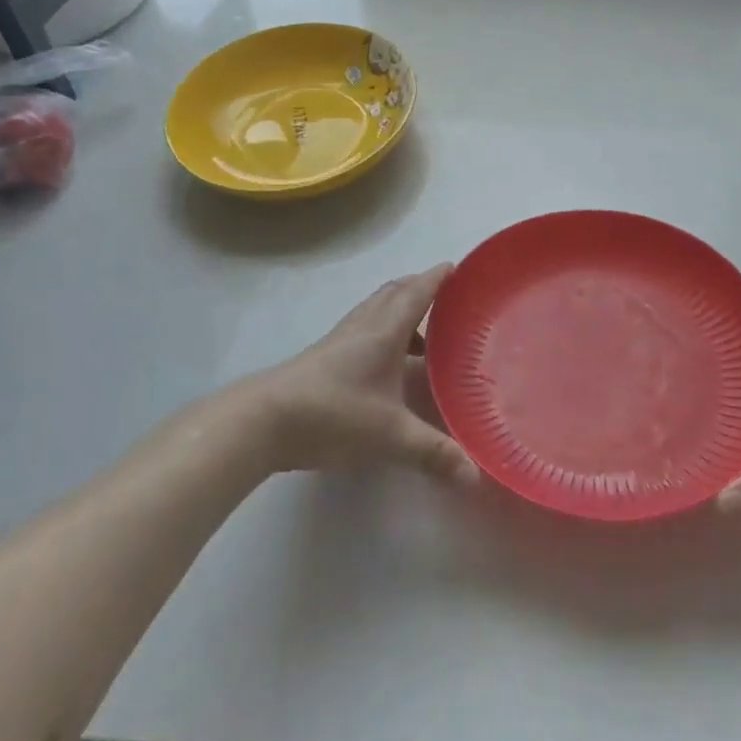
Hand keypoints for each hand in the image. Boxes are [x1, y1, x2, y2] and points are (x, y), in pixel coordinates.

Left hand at [254, 265, 478, 487]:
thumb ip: (433, 452)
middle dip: (420, 289)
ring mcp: (340, 340)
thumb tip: (475, 474)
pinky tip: (387, 364)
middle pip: (394, 294)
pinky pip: (363, 330)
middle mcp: (363, 326)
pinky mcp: (324, 357)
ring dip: (400, 311)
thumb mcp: (390, 435)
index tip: (457, 267)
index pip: (417, 293)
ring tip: (423, 335)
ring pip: (376, 311)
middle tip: (447, 299)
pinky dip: (383, 332)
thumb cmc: (334, 414)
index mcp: (384, 331)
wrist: (264, 420)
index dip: (437, 278)